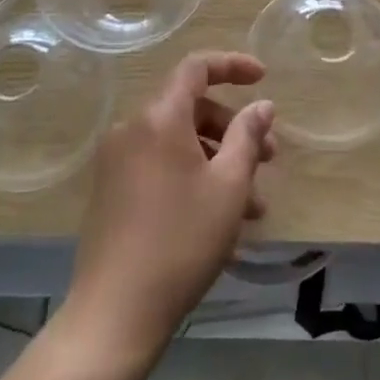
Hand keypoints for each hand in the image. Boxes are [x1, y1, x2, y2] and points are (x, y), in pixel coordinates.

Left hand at [64, 52, 275, 356]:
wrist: (115, 313)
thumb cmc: (181, 242)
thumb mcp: (228, 187)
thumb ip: (248, 137)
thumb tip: (262, 105)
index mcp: (158, 117)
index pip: (196, 68)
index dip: (232, 65)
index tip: (263, 78)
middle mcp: (132, 128)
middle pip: (190, 107)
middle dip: (233, 128)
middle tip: (268, 159)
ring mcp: (116, 160)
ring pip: (178, 141)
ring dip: (218, 160)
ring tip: (253, 204)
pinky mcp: (111, 189)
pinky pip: (159, 164)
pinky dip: (192, 175)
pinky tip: (219, 216)